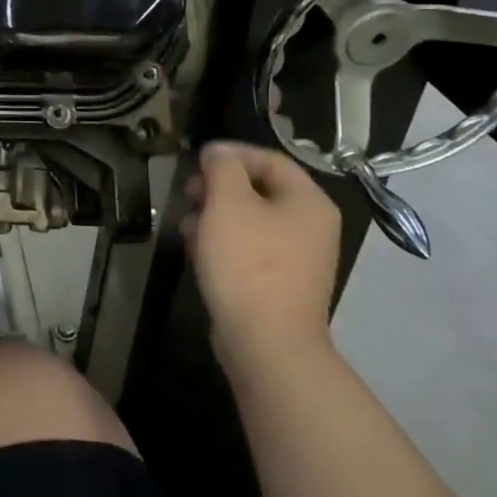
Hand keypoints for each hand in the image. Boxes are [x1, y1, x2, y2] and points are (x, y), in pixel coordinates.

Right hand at [184, 142, 341, 379]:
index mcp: (308, 201)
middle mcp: (311, 225)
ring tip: (186, 223)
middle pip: (259, 188)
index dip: (230, 154)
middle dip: (218, 186)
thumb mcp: (228, 203)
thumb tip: (218, 152)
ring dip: (215, 214)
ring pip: (250, 219)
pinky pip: (249, 247)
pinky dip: (223, 241)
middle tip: (188, 193)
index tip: (195, 161)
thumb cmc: (248, 264)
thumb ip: (222, 167)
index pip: (269, 158)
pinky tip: (196, 249)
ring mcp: (298, 257)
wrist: (266, 344)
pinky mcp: (279, 282)